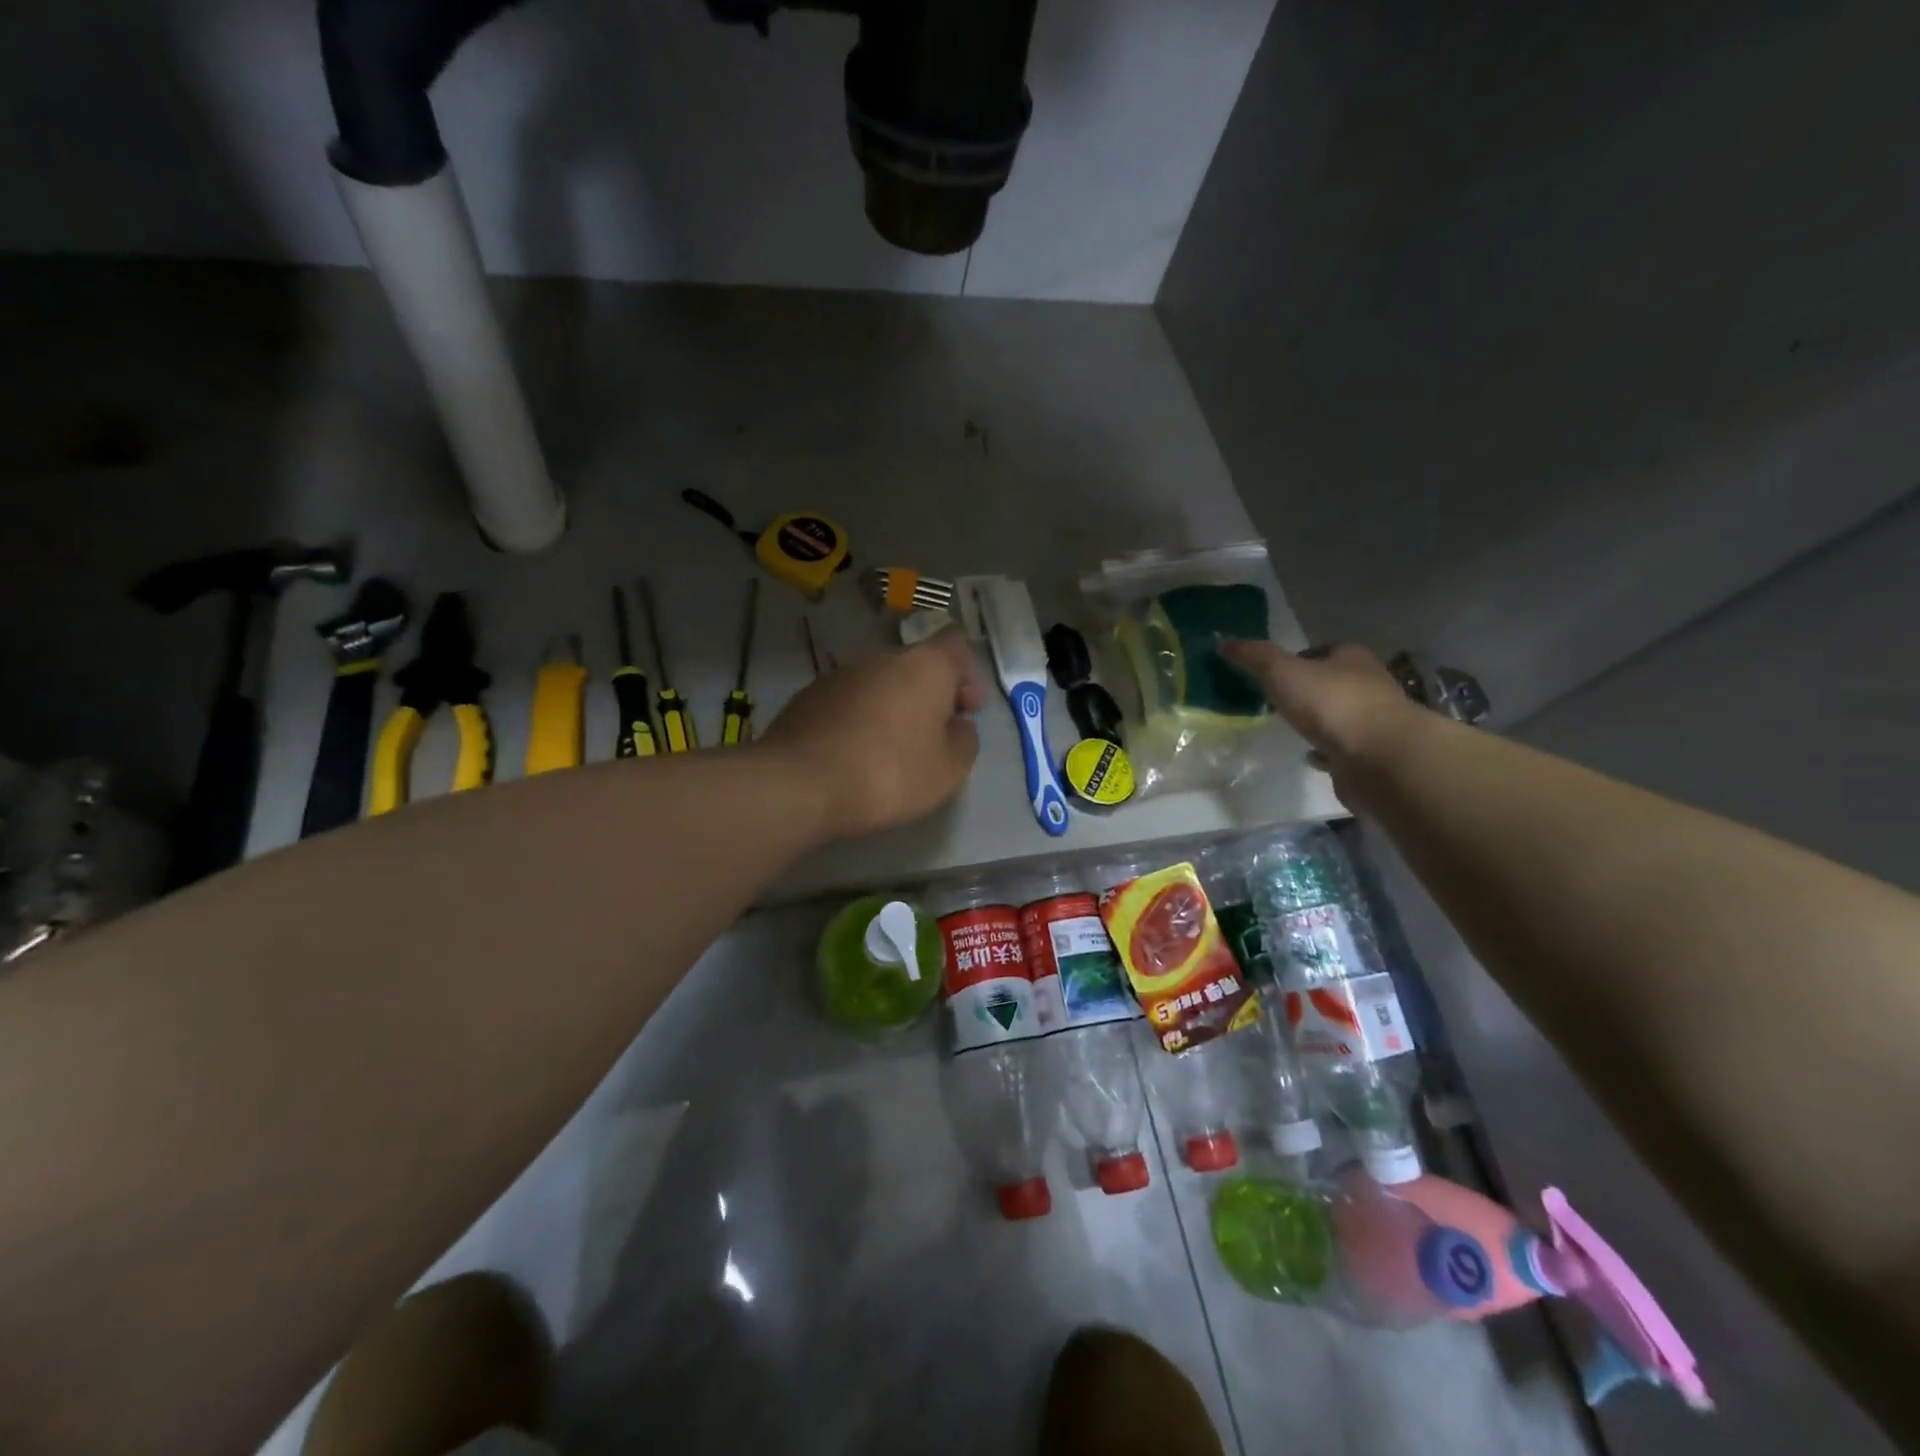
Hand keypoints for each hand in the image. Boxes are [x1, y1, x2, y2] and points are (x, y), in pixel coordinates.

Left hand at [759, 629, 984, 841]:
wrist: (801, 784)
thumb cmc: (891, 773)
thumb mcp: (950, 769)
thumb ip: (964, 739)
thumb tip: (956, 725)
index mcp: (925, 665)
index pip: (956, 645)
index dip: (967, 676)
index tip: (965, 711)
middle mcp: (881, 658)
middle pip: (916, 666)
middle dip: (928, 695)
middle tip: (932, 736)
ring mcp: (839, 674)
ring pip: (879, 684)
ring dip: (892, 708)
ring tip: (890, 750)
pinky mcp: (807, 697)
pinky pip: (848, 703)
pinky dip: (858, 720)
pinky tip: (855, 755)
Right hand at [1219, 640, 1420, 769]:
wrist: (1380, 758)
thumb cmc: (1331, 704)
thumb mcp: (1283, 672)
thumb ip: (1255, 657)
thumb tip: (1224, 642)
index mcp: (1351, 658)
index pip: (1321, 651)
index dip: (1296, 659)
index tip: (1272, 675)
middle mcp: (1368, 685)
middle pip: (1332, 682)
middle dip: (1307, 690)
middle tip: (1277, 702)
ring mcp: (1373, 721)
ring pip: (1339, 715)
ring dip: (1318, 721)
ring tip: (1290, 729)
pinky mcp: (1372, 754)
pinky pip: (1343, 748)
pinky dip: (1326, 750)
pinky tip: (1309, 756)